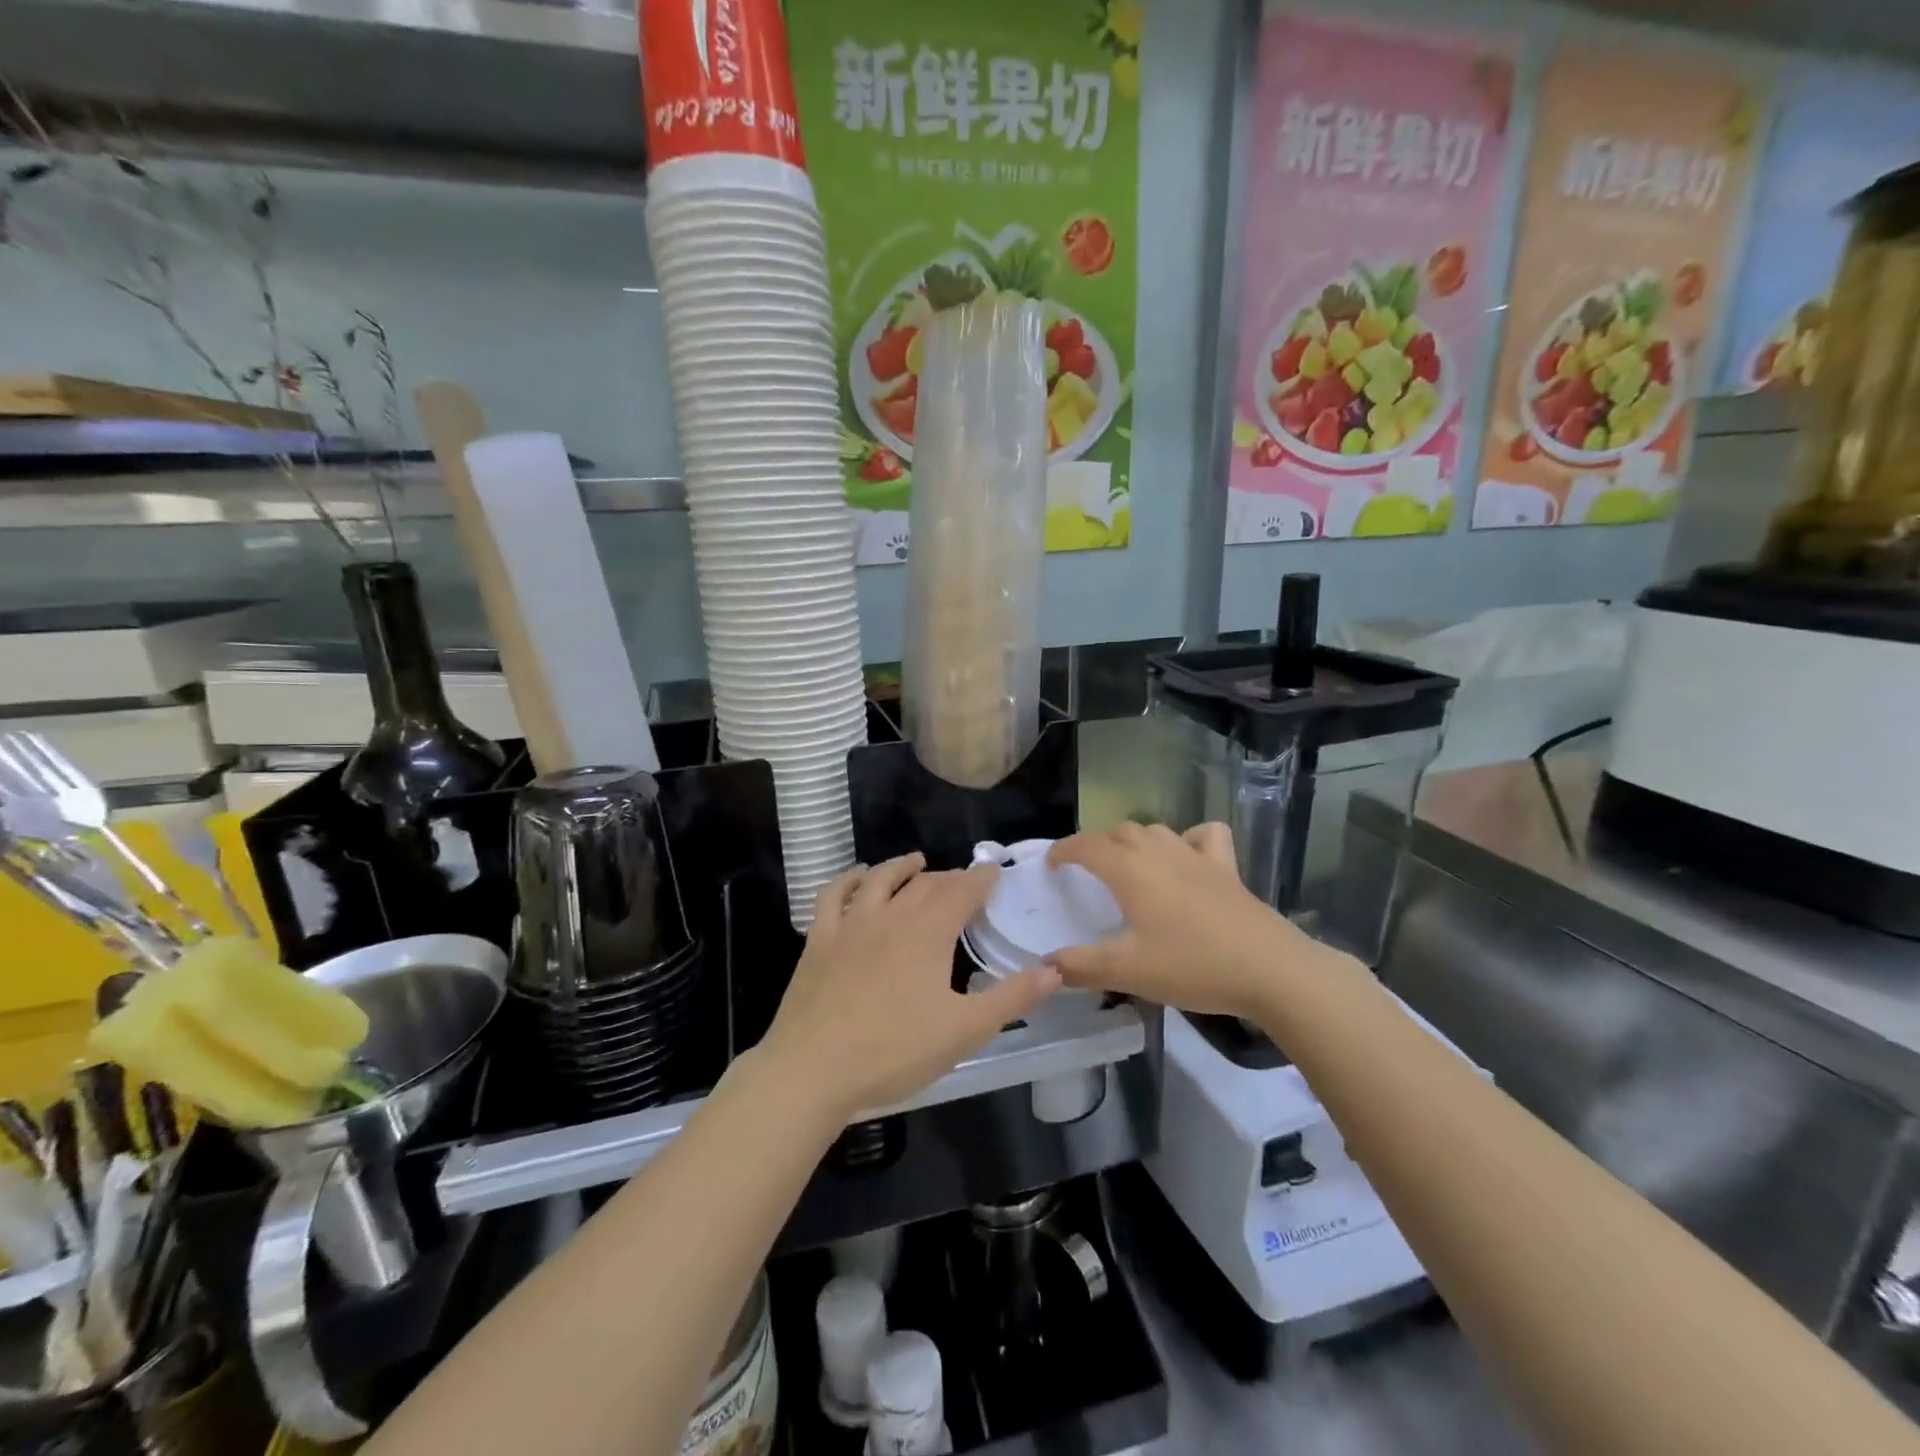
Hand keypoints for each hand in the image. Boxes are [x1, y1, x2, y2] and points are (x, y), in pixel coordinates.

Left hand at [759, 853, 1060, 1121]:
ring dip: (901, 867)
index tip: (994, 871)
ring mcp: (850, 924)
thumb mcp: (965, 1031)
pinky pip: (833, 895)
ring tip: (916, 862)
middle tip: (962, 882)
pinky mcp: (819, 939)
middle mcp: (891, 915)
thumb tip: (1055, 970)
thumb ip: (1013, 998)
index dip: (981, 878)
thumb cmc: (895, 1051)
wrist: (813, 1069)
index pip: (962, 890)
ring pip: (879, 880)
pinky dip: (848, 879)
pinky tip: (856, 878)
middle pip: (924, 884)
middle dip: (948, 878)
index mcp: (929, 932)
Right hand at [1046, 823, 1332, 1021]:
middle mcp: (1160, 853)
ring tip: (1129, 864)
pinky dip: (1189, 839)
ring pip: (1156, 830)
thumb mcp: (1128, 971)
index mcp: (1130, 871)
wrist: (1270, 970)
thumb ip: (1082, 966)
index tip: (1051, 864)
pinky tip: (1187, 858)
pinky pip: (1204, 836)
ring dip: (1135, 840)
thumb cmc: (1193, 965)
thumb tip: (1047, 965)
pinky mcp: (1228, 869)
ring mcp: (1197, 857)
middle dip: (1097, 845)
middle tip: (1087, 871)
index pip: (1086, 846)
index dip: (1064, 850)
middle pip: (1120, 832)